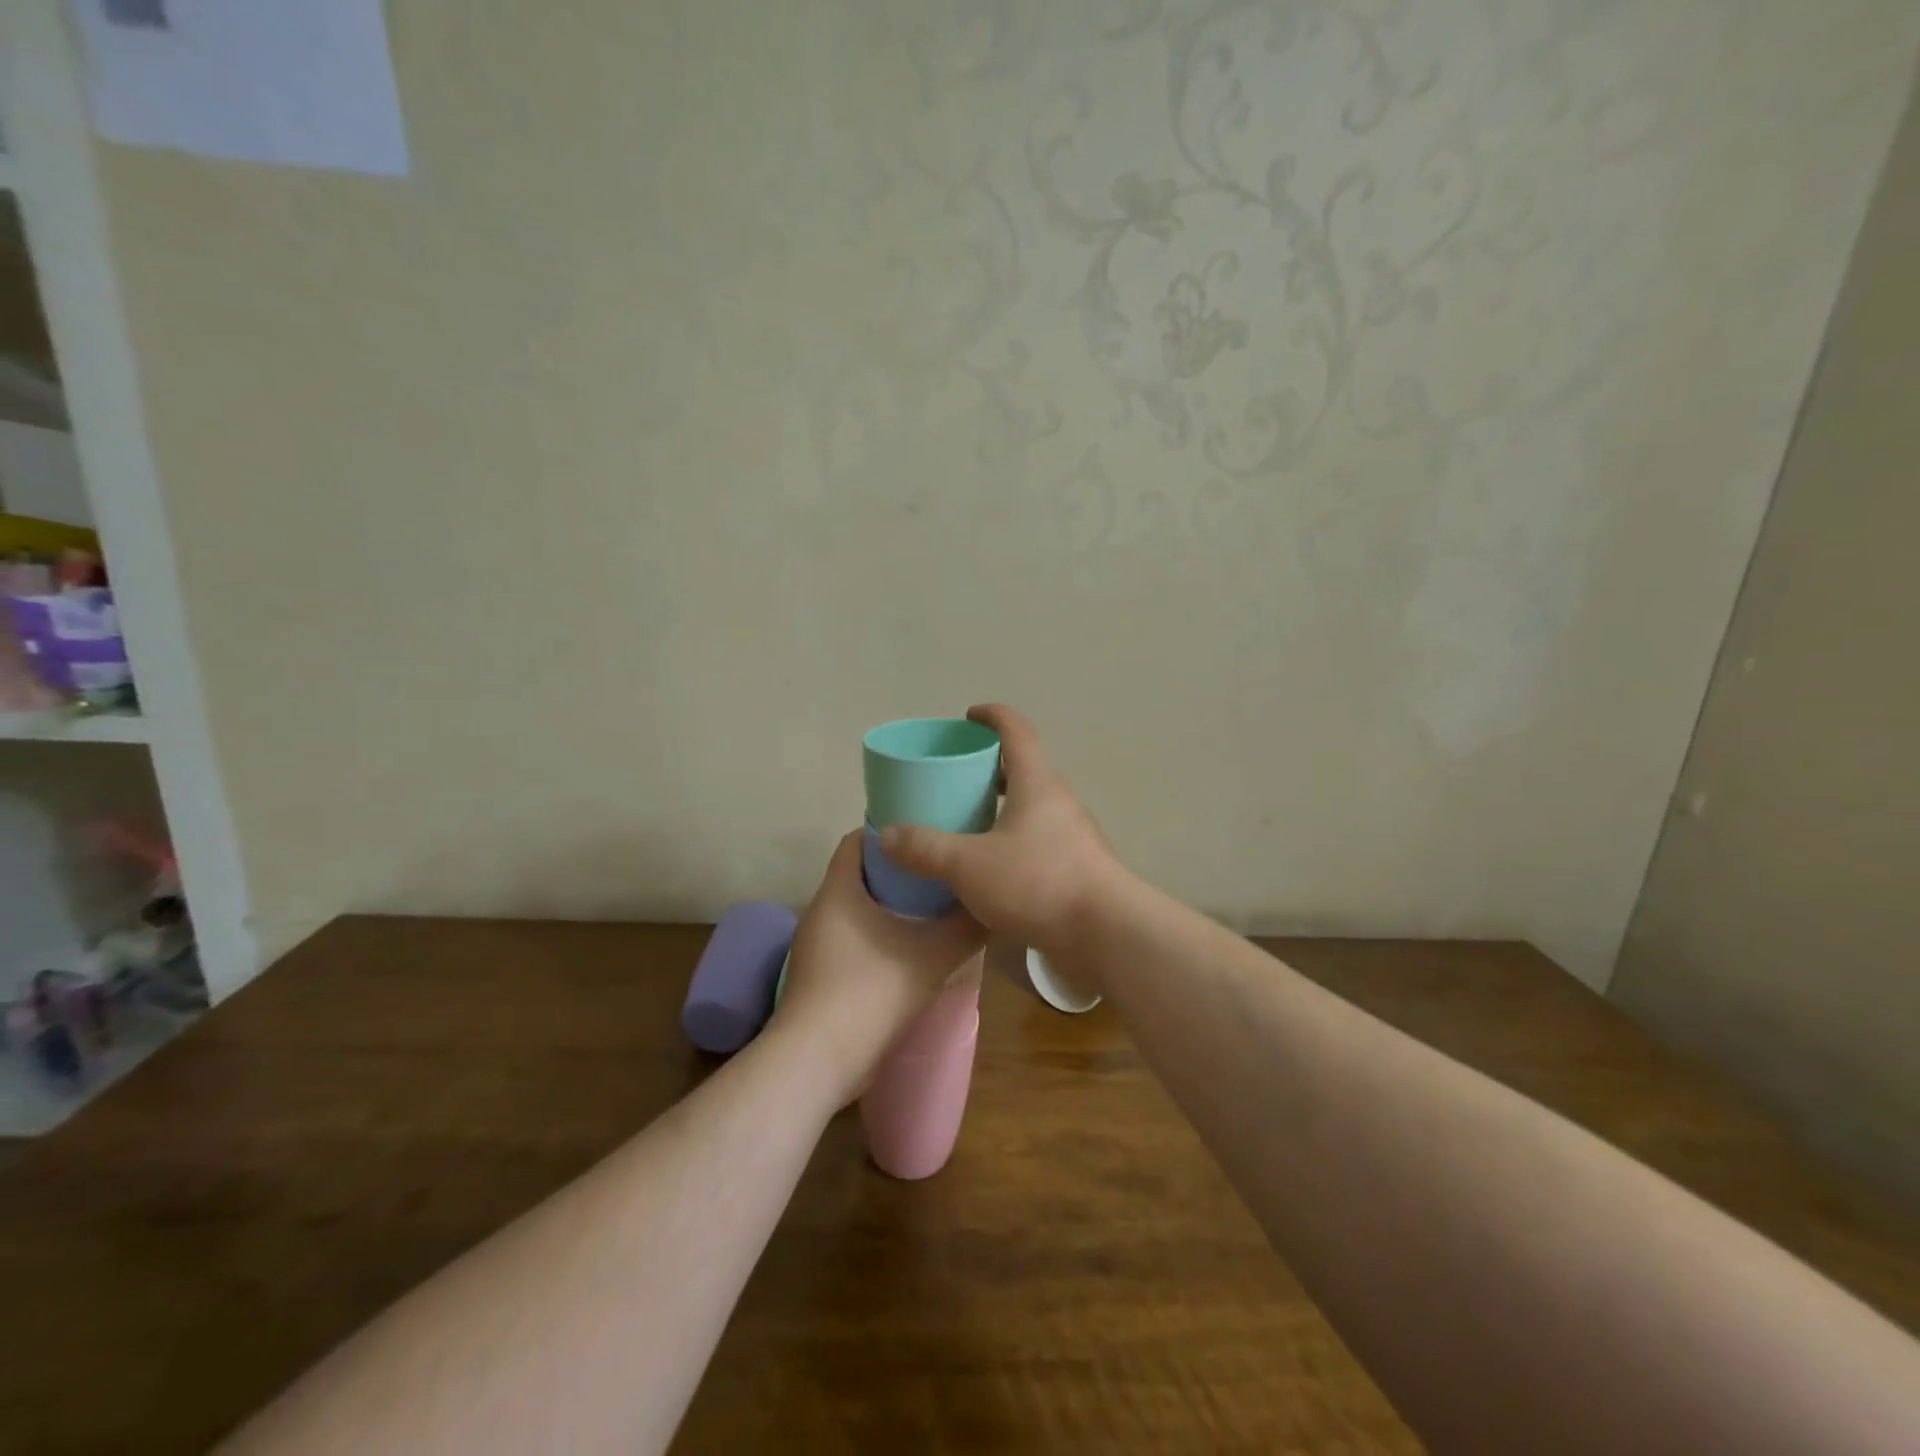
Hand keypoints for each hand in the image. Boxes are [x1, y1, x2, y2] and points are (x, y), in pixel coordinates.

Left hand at [771, 830, 985, 1106]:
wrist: (820, 1060)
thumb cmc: (872, 991)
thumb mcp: (933, 955)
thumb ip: (967, 927)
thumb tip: (991, 905)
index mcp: (839, 890)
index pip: (858, 840)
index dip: (891, 831)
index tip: (926, 833)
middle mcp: (823, 910)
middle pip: (861, 873)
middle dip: (900, 870)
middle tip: (940, 870)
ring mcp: (818, 945)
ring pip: (859, 909)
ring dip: (892, 906)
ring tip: (934, 907)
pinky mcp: (822, 975)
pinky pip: (855, 938)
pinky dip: (882, 934)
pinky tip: (914, 950)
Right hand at [879, 704, 1121, 959]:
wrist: (1105, 933)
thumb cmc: (1037, 882)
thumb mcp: (968, 865)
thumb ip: (925, 848)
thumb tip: (887, 835)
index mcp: (1037, 784)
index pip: (1016, 731)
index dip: (992, 716)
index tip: (969, 716)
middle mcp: (1059, 801)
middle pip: (1024, 769)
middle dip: (991, 768)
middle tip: (957, 779)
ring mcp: (1073, 835)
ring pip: (1033, 808)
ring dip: (1003, 808)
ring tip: (969, 825)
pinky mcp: (1078, 867)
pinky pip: (1040, 840)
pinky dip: (1015, 841)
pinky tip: (994, 868)